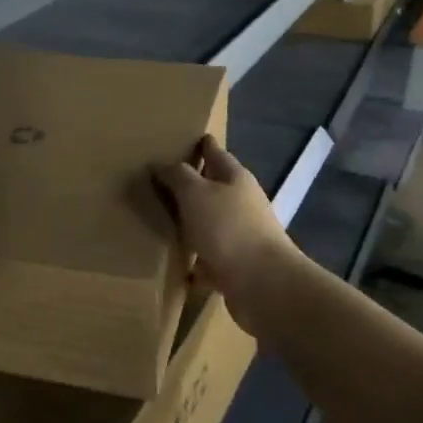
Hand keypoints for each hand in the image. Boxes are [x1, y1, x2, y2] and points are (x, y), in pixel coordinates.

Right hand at [154, 135, 298, 303]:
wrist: (262, 284)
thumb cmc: (228, 228)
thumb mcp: (195, 193)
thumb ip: (177, 175)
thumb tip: (160, 163)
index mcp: (236, 178)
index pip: (215, 152)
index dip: (201, 144)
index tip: (183, 138)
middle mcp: (242, 203)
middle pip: (214, 187)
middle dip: (192, 184)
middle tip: (160, 180)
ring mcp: (241, 235)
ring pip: (211, 222)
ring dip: (192, 222)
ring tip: (162, 221)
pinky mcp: (237, 266)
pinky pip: (210, 257)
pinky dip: (195, 259)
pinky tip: (175, 263)